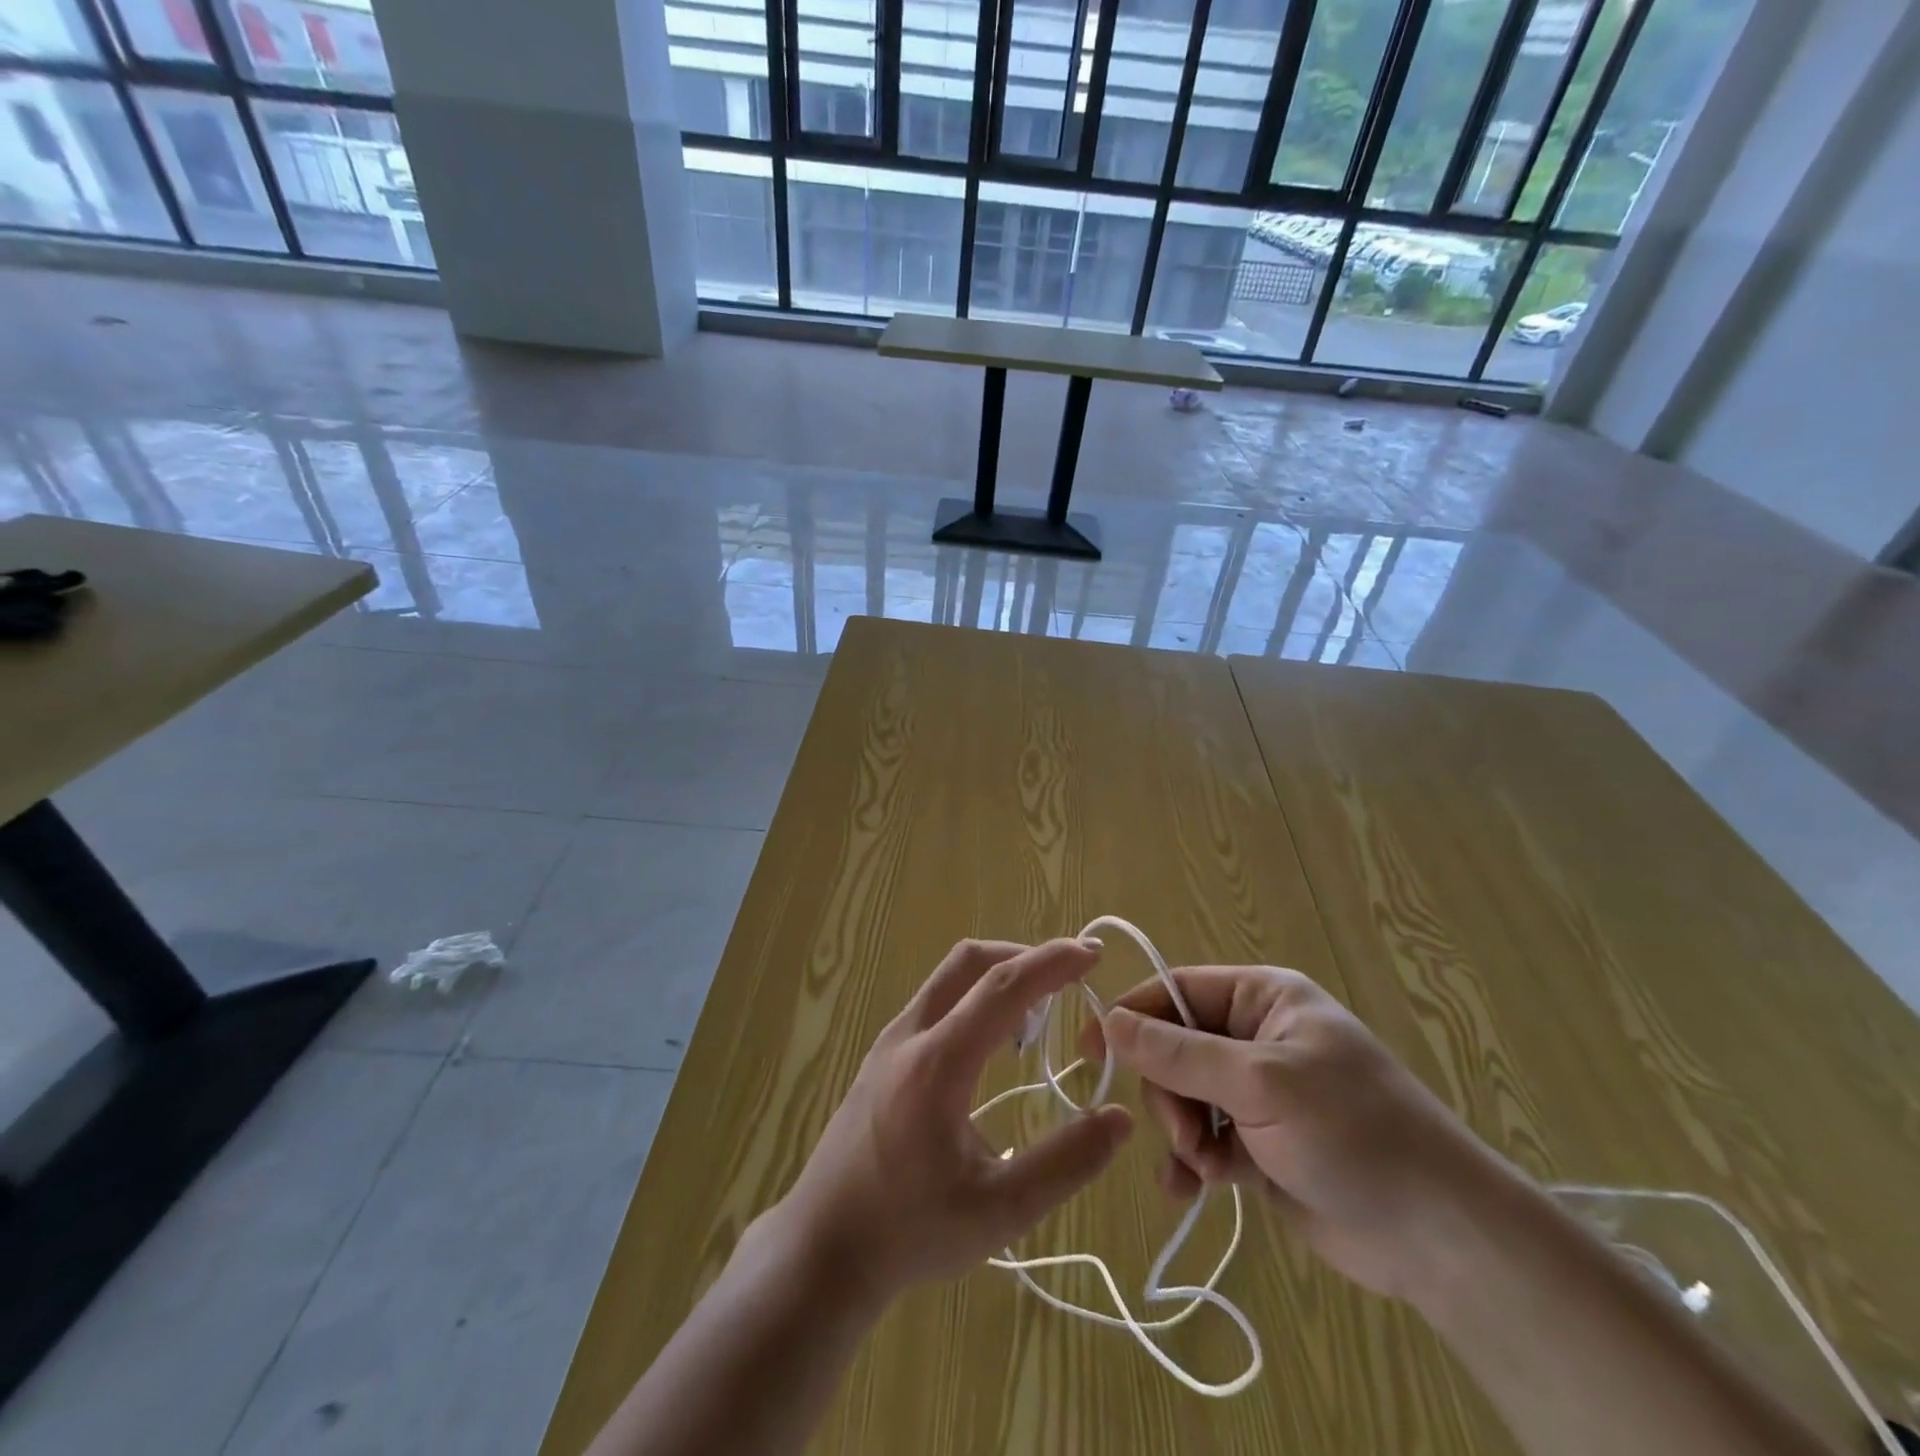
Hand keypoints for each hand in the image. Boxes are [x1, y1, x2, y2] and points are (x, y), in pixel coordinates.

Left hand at [771, 938, 1133, 1304]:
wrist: (822, 1247)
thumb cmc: (910, 1230)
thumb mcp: (999, 1211)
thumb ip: (1065, 1164)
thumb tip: (1119, 1118)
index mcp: (938, 1062)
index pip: (1003, 985)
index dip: (1052, 961)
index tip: (1092, 953)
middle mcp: (910, 1035)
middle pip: (970, 961)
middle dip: (1024, 955)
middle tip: (1069, 977)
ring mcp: (889, 1042)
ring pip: (948, 979)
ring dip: (997, 978)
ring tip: (1038, 1015)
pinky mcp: (880, 1057)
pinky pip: (935, 1003)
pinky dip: (973, 999)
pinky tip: (992, 1045)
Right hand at [1089, 965, 1500, 1301]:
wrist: (1441, 1236)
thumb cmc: (1351, 1132)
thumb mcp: (1258, 1083)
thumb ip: (1179, 1054)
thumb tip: (1111, 1021)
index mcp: (1261, 999)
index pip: (1175, 991)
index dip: (1132, 1015)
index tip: (1091, 1050)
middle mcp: (1256, 1037)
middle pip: (1174, 1049)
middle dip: (1169, 1094)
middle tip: (1186, 1135)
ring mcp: (1259, 1093)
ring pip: (1185, 1098)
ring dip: (1183, 1134)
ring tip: (1205, 1168)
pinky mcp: (1262, 1143)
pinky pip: (1206, 1140)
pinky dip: (1194, 1163)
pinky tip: (1192, 1190)